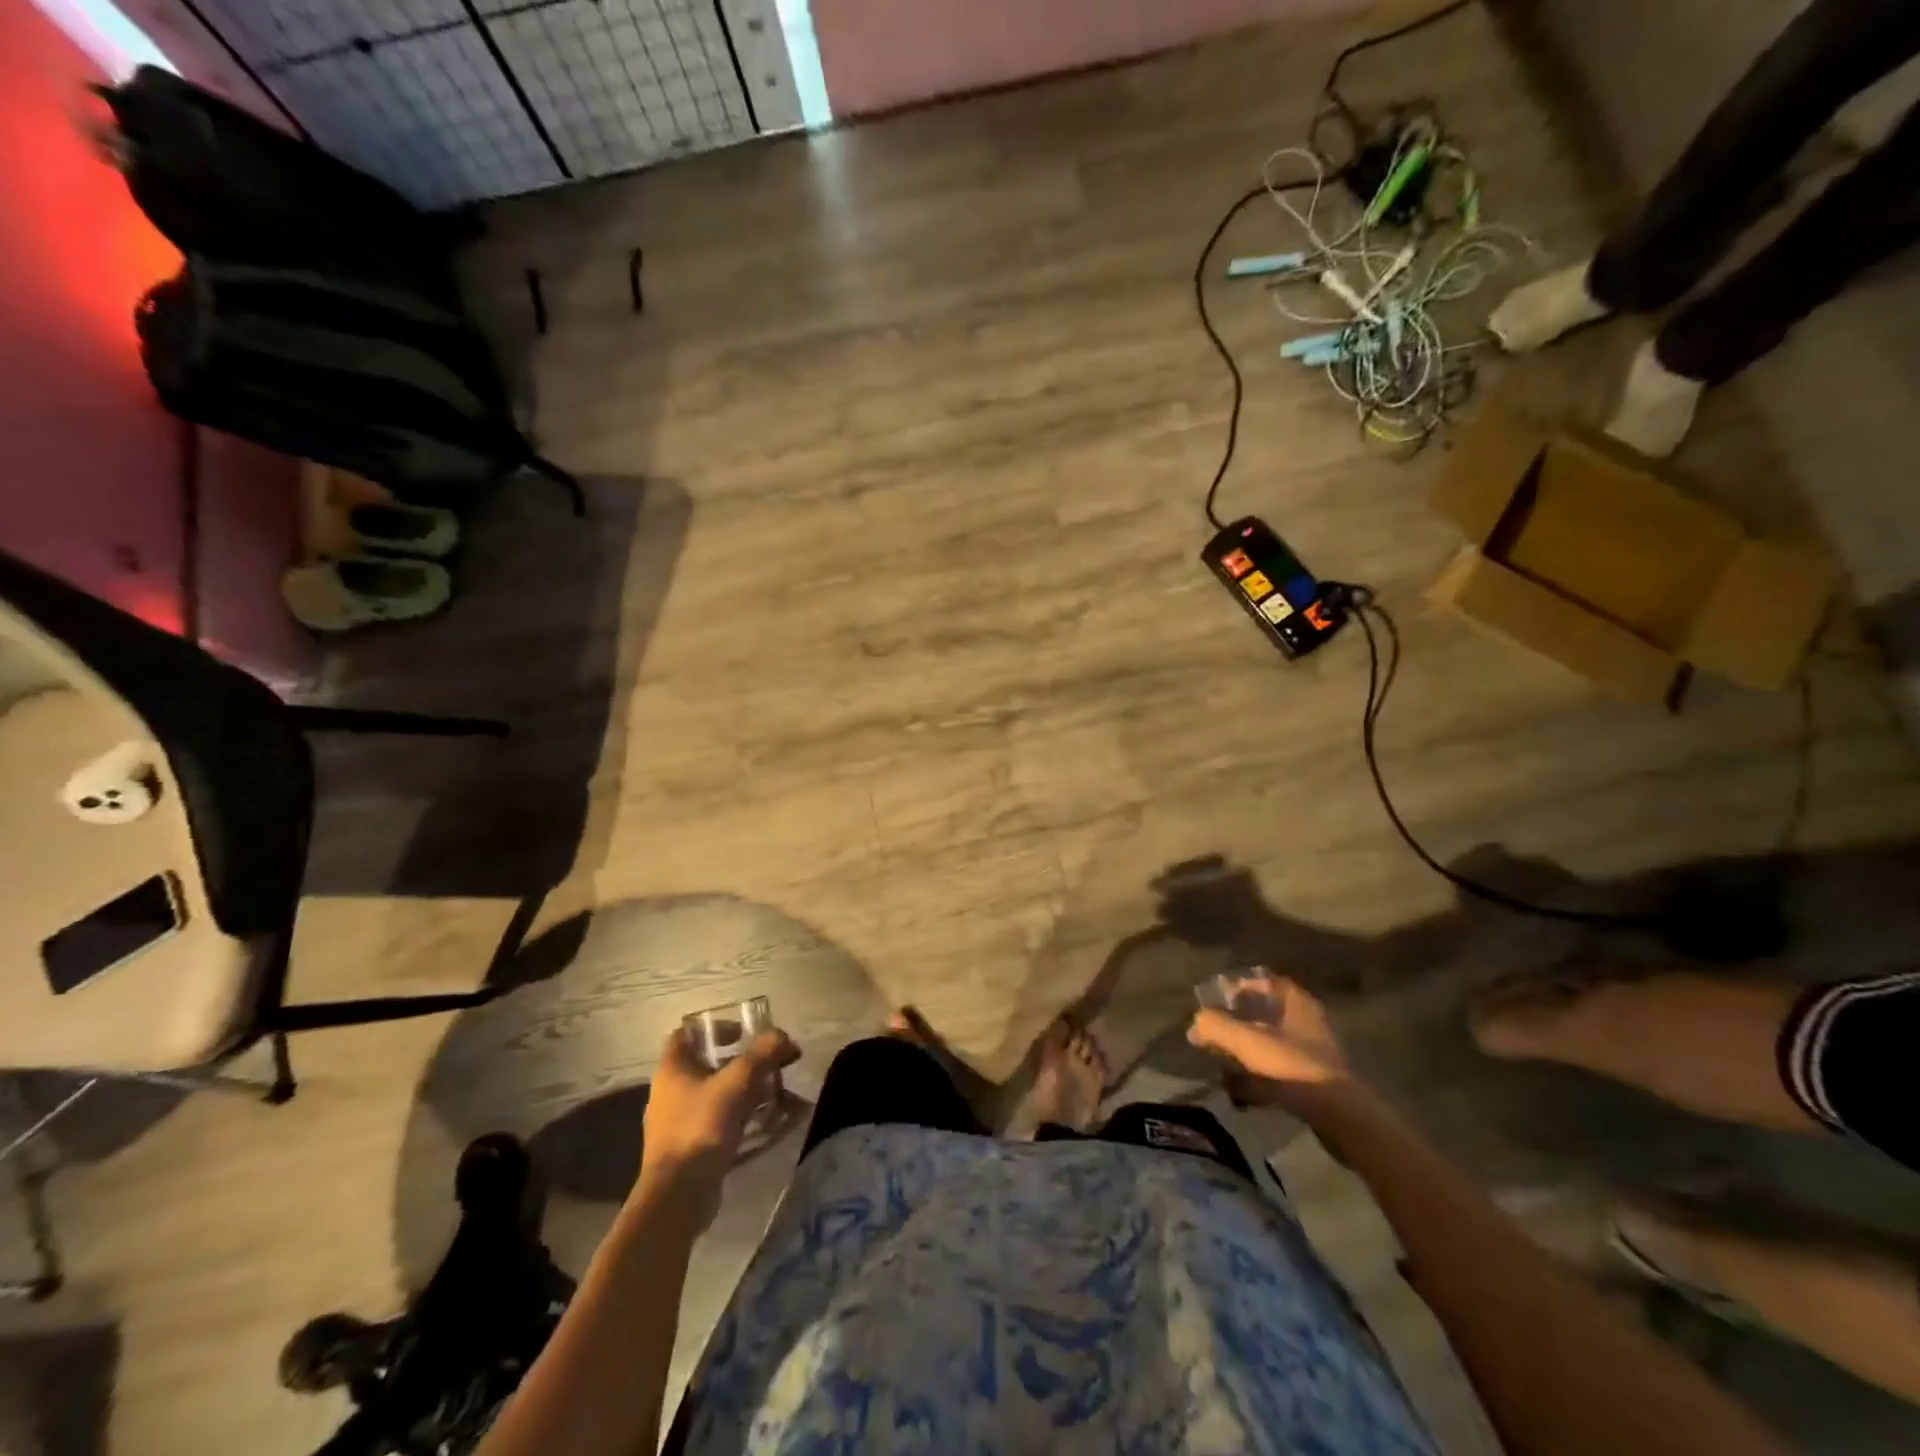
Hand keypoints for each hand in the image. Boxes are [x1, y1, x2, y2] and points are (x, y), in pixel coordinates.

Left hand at [639, 1027, 799, 1210]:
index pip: (686, 1034)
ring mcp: (679, 1123)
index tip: (743, 1032)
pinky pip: (722, 1123)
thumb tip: (782, 1035)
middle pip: (710, 1065)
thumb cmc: (700, 1128)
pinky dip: (746, 1119)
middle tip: (773, 1064)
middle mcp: (671, 1093)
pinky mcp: (692, 1149)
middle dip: (744, 1062)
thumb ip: (761, 1055)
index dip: (714, 1027)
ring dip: (750, 1092)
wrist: (678, 1197)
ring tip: (781, 1095)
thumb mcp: (736, 1083)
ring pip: (719, 1096)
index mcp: (672, 1070)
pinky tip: (774, 1124)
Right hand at [1187, 974, 1353, 1112]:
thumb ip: (1214, 1025)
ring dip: (1247, 1055)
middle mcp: (1307, 1022)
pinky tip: (1241, 1093)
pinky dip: (1259, 1080)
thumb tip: (1195, 1023)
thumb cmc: (1290, 1065)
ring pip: (1271, 1046)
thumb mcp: (1245, 1040)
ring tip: (1223, 1066)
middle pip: (1266, 1015)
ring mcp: (1313, 1054)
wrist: (1337, 1115)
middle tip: (1215, 1033)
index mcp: (1296, 1002)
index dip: (1240, 987)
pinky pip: (1279, 1074)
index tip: (1217, 1000)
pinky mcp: (1315, 1084)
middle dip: (1239, 1024)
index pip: (1266, 981)